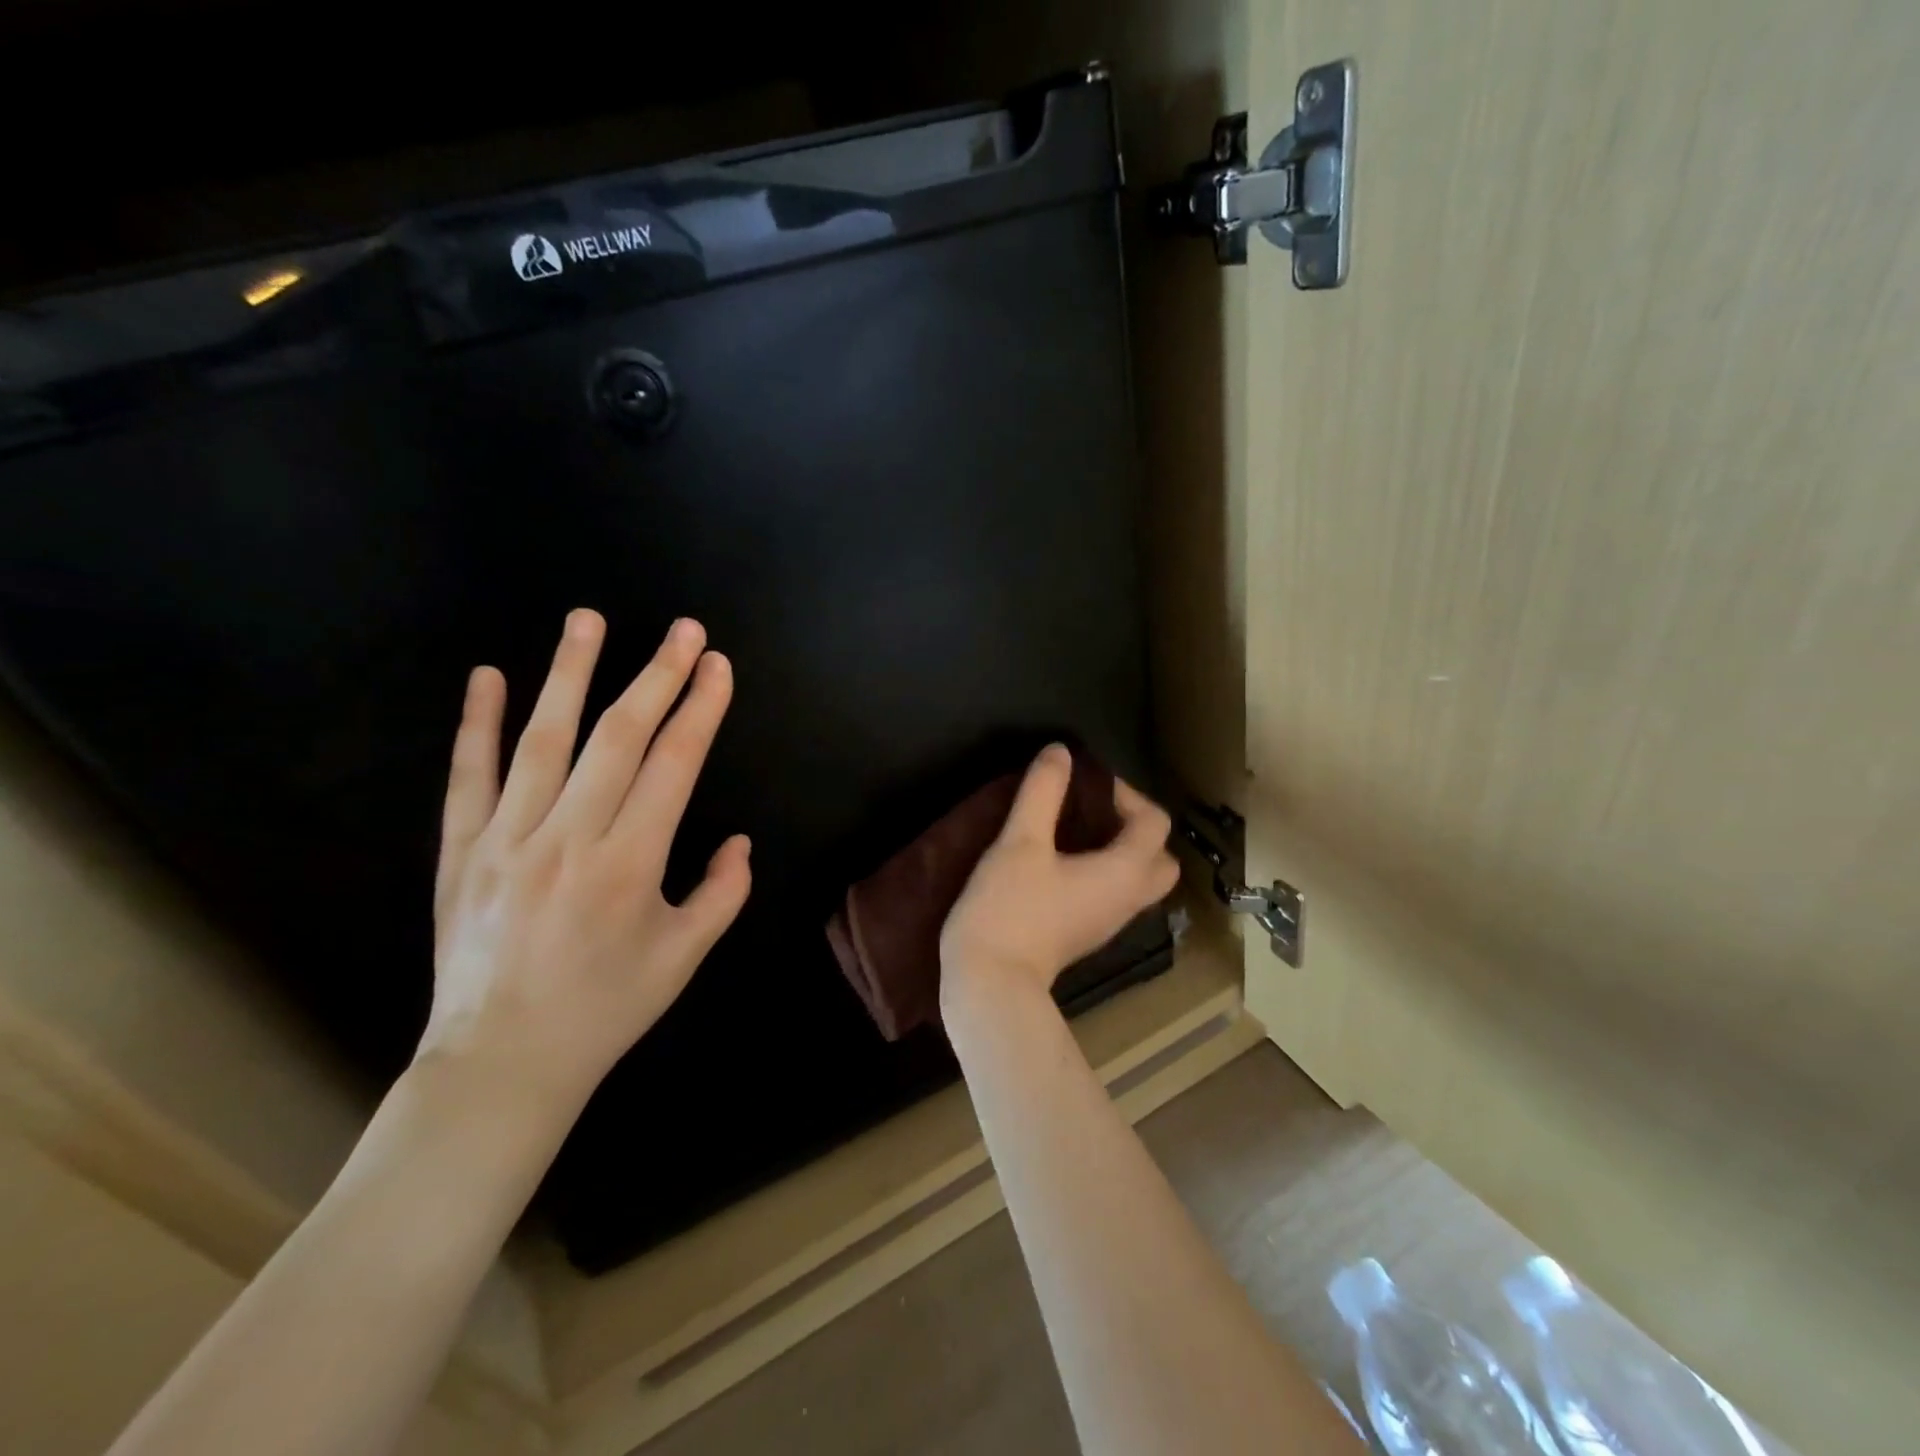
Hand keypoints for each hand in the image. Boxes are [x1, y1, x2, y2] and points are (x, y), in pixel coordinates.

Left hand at [417, 610, 751, 1113]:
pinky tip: (490, 676)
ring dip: (570, 674)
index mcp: (630, 864)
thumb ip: (723, 894)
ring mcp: (508, 839)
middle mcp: (570, 838)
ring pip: (543, 740)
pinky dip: (478, 724)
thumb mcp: (684, 958)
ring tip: (588, 620)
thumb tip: (740, 841)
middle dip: (657, 675)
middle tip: (682, 629)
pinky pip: (469, 777)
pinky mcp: (462, 852)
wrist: (501, 1063)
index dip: (700, 709)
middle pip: (619, 738)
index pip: (674, 764)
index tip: (717, 666)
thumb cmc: (605, 1009)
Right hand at [940, 744, 1178, 1012]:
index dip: (1126, 793)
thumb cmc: (1009, 909)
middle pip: (1160, 857)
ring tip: (1074, 830)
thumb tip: (1060, 753)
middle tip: (1095, 811)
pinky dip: (1102, 872)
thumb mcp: (1020, 841)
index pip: (1154, 822)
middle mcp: (1128, 899)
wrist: (990, 984)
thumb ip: (1043, 792)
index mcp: (1124, 873)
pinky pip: (1113, 895)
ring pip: (1138, 879)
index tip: (1085, 784)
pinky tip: (1060, 862)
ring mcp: (1109, 922)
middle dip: (1136, 827)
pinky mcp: (1086, 934)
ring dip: (1120, 850)